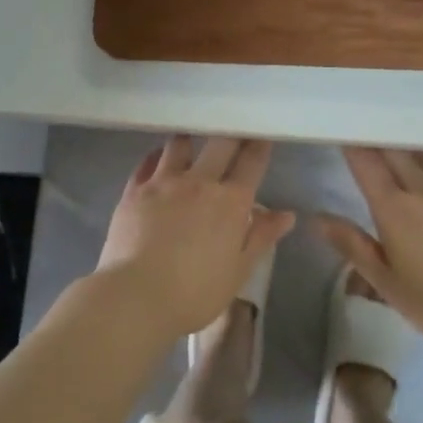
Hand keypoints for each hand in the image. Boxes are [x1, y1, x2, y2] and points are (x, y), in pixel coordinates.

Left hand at [93, 135, 290, 342]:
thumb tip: (287, 214)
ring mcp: (163, 182)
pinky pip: (148, 162)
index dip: (259, 144)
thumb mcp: (238, 270)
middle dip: (231, 132)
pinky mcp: (135, 190)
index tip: (262, 132)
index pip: (251, 162)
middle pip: (220, 143)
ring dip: (190, 139)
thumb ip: (261, 237)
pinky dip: (157, 156)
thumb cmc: (195, 292)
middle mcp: (199, 182)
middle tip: (233, 126)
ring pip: (180, 145)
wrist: (136, 296)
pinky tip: (159, 157)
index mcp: (230, 202)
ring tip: (192, 138)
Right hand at [318, 148, 422, 359]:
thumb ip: (352, 246)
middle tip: (365, 132)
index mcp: (395, 210)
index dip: (352, 145)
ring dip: (407, 143)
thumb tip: (317, 218)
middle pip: (395, 150)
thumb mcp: (387, 284)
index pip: (366, 163)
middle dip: (376, 138)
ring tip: (397, 140)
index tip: (342, 134)